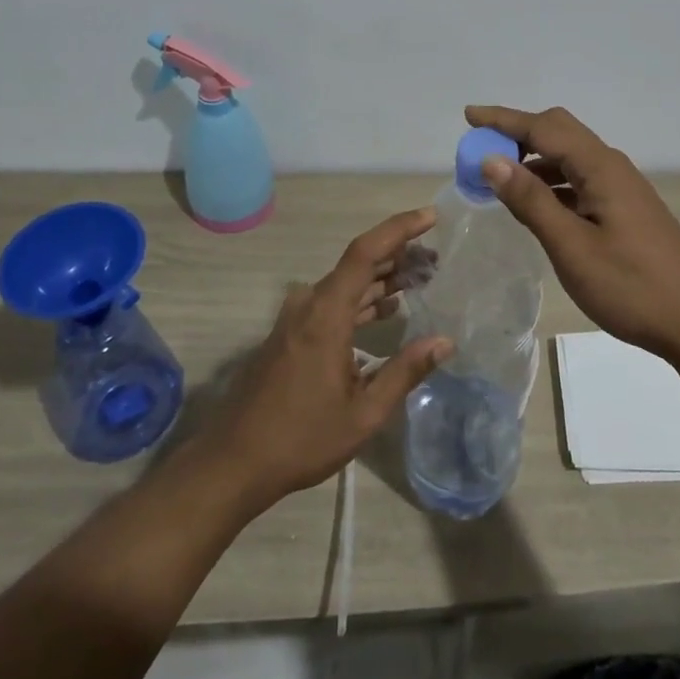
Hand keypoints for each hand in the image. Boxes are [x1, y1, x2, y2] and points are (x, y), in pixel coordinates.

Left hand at [198, 208, 452, 509]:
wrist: (235, 461)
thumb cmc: (301, 438)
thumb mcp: (364, 413)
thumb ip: (405, 372)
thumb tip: (445, 342)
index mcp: (326, 313)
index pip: (365, 252)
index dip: (399, 229)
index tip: (431, 217)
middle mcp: (310, 303)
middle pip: (359, 263)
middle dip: (399, 254)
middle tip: (437, 257)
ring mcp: (298, 316)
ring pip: (347, 282)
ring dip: (383, 277)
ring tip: (422, 277)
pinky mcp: (293, 331)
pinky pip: (335, 301)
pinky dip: (364, 299)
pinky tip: (388, 308)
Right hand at [465, 104, 679, 366]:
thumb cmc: (633, 287)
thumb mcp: (572, 247)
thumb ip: (531, 201)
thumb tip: (492, 160)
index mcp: (600, 168)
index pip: (544, 127)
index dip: (504, 120)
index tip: (468, 116)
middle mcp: (612, 167)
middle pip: (560, 132)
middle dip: (518, 133)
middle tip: (481, 148)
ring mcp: (622, 189)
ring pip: (570, 157)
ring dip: (533, 159)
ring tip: (498, 178)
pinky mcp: (626, 210)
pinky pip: (580, 180)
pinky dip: (551, 182)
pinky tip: (536, 205)